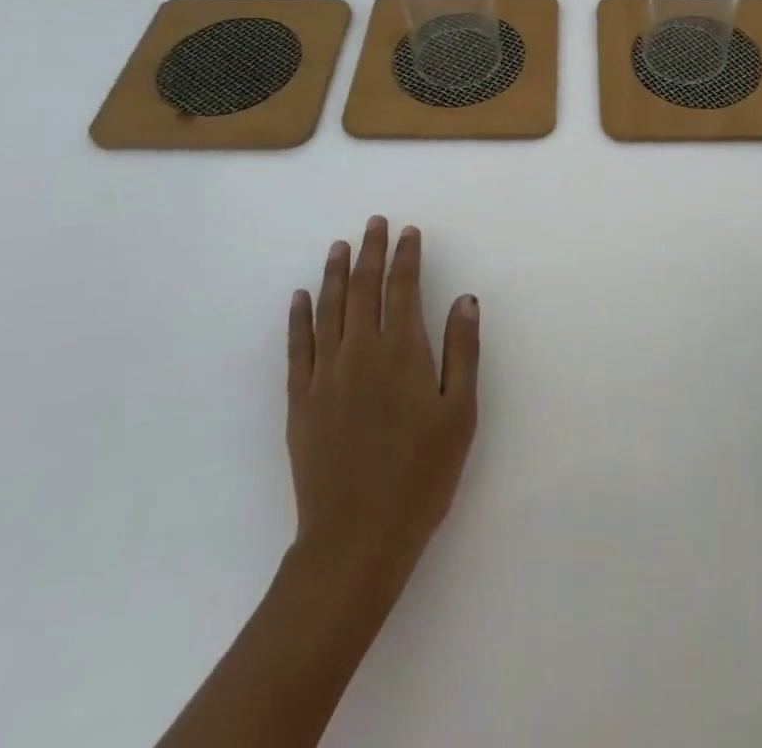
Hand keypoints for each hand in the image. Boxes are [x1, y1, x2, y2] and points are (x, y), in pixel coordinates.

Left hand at [286, 217, 479, 601]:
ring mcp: (325, 374)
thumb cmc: (421, 475)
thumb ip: (462, 350)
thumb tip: (465, 299)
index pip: (402, 287)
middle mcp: (360, 351)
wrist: (356, 538)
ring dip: (336, 272)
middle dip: (371, 250)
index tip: (409, 232)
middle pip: (365, 288)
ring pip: (329, 308)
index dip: (406, 255)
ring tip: (340, 245)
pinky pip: (297, 346)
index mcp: (402, 351)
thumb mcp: (459, 413)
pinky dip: (299, 317)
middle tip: (374, 223)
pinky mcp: (300, 400)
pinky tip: (301, 297)